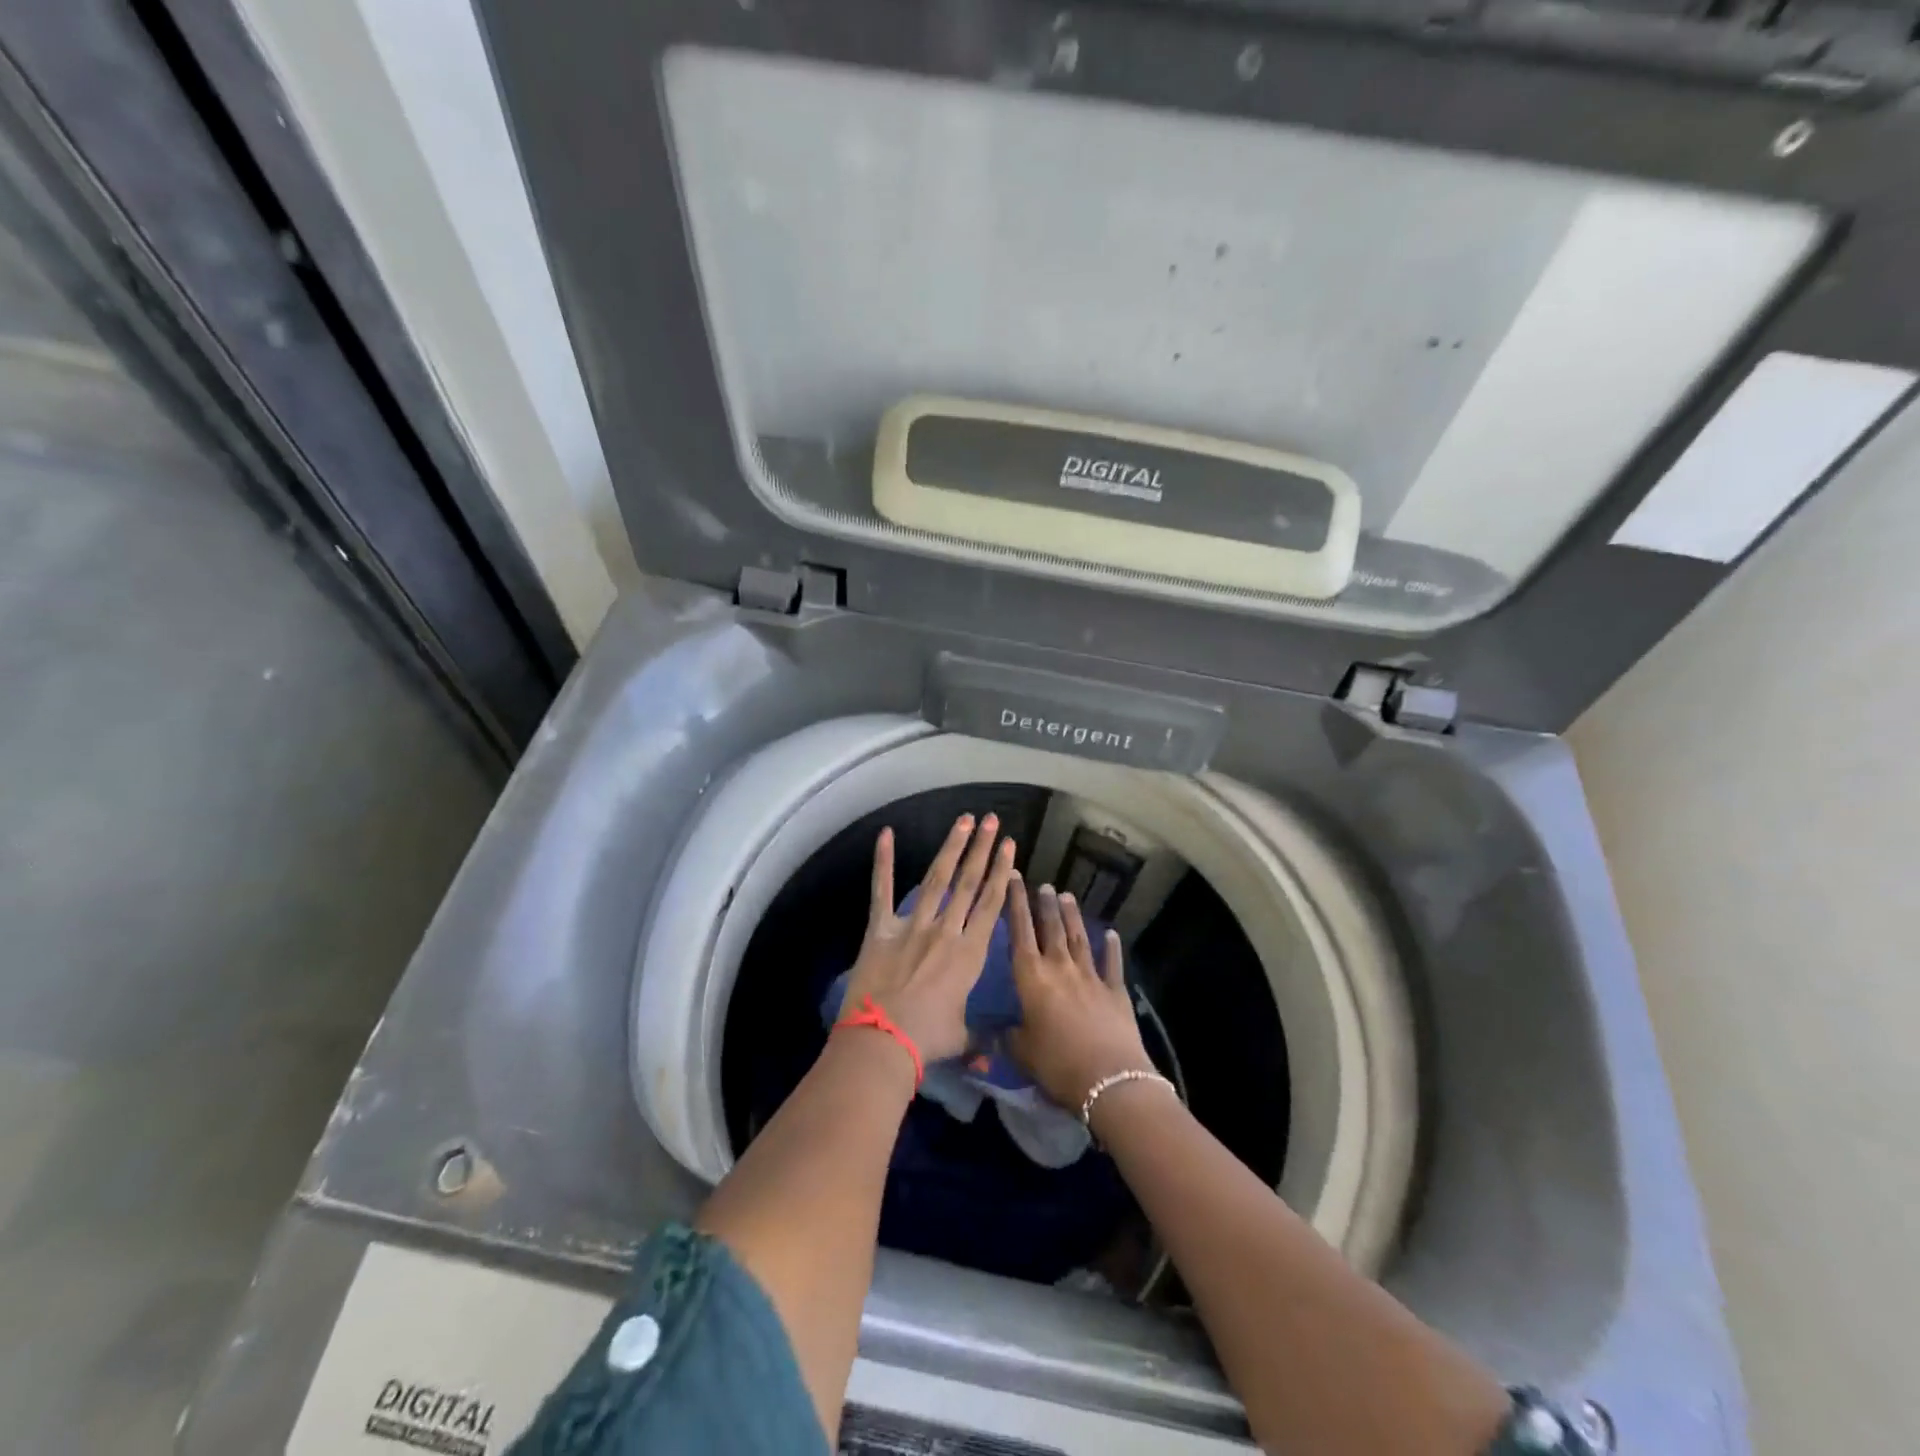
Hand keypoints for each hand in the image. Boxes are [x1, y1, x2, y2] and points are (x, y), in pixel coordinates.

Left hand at [837, 814, 1016, 1064]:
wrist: (883, 1041)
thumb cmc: (928, 1040)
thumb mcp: (962, 1038)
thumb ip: (981, 1037)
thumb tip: (995, 1054)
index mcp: (969, 953)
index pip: (991, 903)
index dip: (1002, 872)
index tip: (1010, 846)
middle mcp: (945, 930)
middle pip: (968, 882)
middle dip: (982, 849)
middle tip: (992, 820)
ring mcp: (912, 925)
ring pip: (936, 878)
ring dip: (951, 847)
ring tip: (964, 820)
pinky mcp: (881, 929)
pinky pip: (882, 890)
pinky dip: (883, 861)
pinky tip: (886, 833)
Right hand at [1006, 880, 1154, 1111]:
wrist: (1109, 1078)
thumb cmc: (1056, 1063)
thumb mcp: (1021, 1052)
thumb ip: (1008, 1037)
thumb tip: (997, 1032)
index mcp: (1031, 977)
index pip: (1019, 931)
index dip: (1015, 904)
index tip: (1014, 879)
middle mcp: (1060, 967)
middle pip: (1051, 928)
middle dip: (1044, 904)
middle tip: (1043, 884)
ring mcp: (1090, 976)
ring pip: (1078, 938)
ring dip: (1072, 917)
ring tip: (1067, 896)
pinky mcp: (1115, 991)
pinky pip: (1111, 963)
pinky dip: (1111, 947)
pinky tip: (1111, 934)